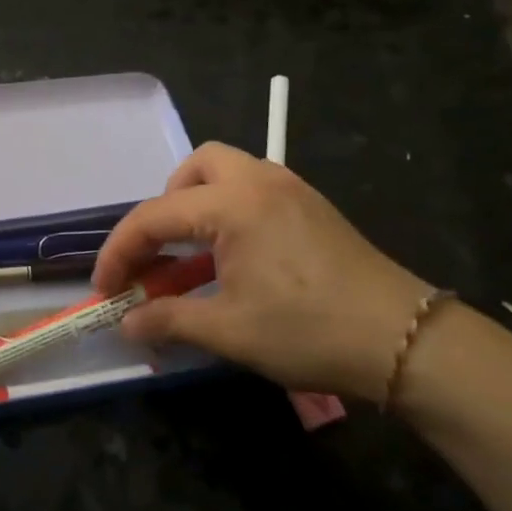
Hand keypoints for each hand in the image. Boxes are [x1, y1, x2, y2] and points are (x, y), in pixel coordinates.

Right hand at [93, 144, 434, 401]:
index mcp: (233, 205)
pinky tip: (232, 261)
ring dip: (197, 206)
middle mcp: (259, 182)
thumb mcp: (229, 331)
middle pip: (195, 168)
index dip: (120, 252)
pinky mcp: (312, 208)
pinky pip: (253, 192)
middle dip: (166, 205)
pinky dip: (228, 214)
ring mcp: (291, 190)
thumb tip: (126, 323)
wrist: (407, 342)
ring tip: (192, 257)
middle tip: (160, 252)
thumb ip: (169, 320)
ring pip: (227, 173)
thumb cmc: (310, 331)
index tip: (104, 288)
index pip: (155, 216)